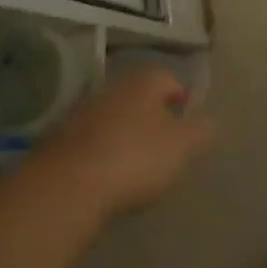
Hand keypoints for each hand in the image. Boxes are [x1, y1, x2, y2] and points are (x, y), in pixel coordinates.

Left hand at [45, 66, 213, 216]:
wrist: (66, 188)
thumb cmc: (135, 158)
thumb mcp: (182, 146)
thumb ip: (201, 131)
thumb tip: (210, 121)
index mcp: (144, 82)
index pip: (169, 79)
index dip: (181, 97)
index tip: (187, 119)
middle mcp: (111, 89)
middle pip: (137, 97)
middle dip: (150, 115)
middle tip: (164, 141)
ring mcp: (79, 114)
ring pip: (111, 118)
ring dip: (123, 134)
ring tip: (135, 163)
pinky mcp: (56, 143)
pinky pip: (89, 142)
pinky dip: (100, 153)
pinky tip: (106, 176)